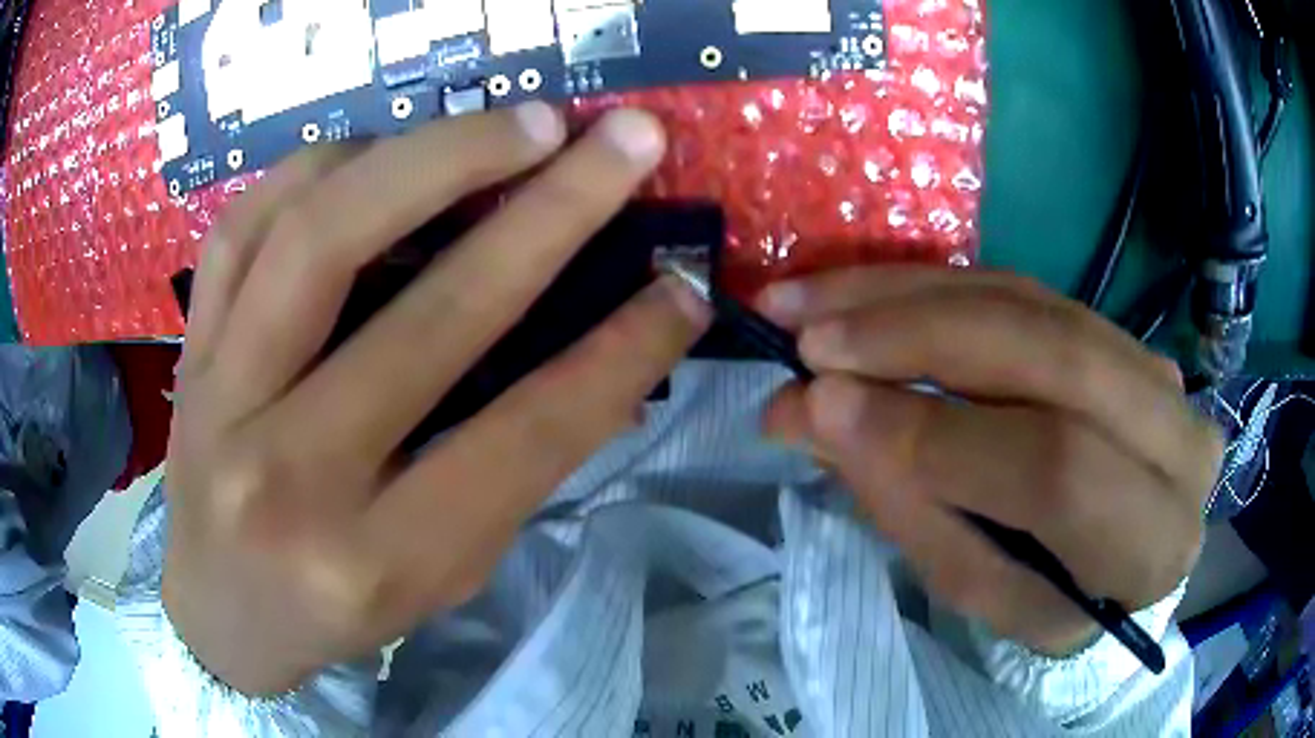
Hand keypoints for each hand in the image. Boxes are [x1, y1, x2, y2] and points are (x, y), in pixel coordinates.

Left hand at [163, 104, 709, 694]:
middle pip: (428, 315)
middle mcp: (289, 475)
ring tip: (515, 126)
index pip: (522, 436)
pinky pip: (246, 222)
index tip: (683, 287)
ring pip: (319, 233)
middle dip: (549, 211)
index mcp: (375, 559)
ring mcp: (221, 398)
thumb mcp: (439, 575)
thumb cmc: (334, 611)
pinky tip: (384, 150)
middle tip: (620, 141)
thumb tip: (602, 355)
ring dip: (434, 154)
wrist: (218, 609)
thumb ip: (510, 469)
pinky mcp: (191, 349)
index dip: (620, 353)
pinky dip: (324, 164)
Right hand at [758, 268, 1223, 655]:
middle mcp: (1175, 435)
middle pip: (1052, 356)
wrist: (1115, 552)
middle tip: (812, 341)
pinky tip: (863, 292)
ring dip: (909, 295)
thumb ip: (914, 509)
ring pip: (1031, 302)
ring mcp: (1152, 366)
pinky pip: (1022, 288)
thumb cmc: (1049, 597)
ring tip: (811, 303)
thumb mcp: (984, 590)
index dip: (938, 435)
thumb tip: (817, 413)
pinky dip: (932, 286)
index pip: (1055, 472)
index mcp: (1150, 542)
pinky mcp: (1117, 328)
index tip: (822, 408)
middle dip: (920, 337)